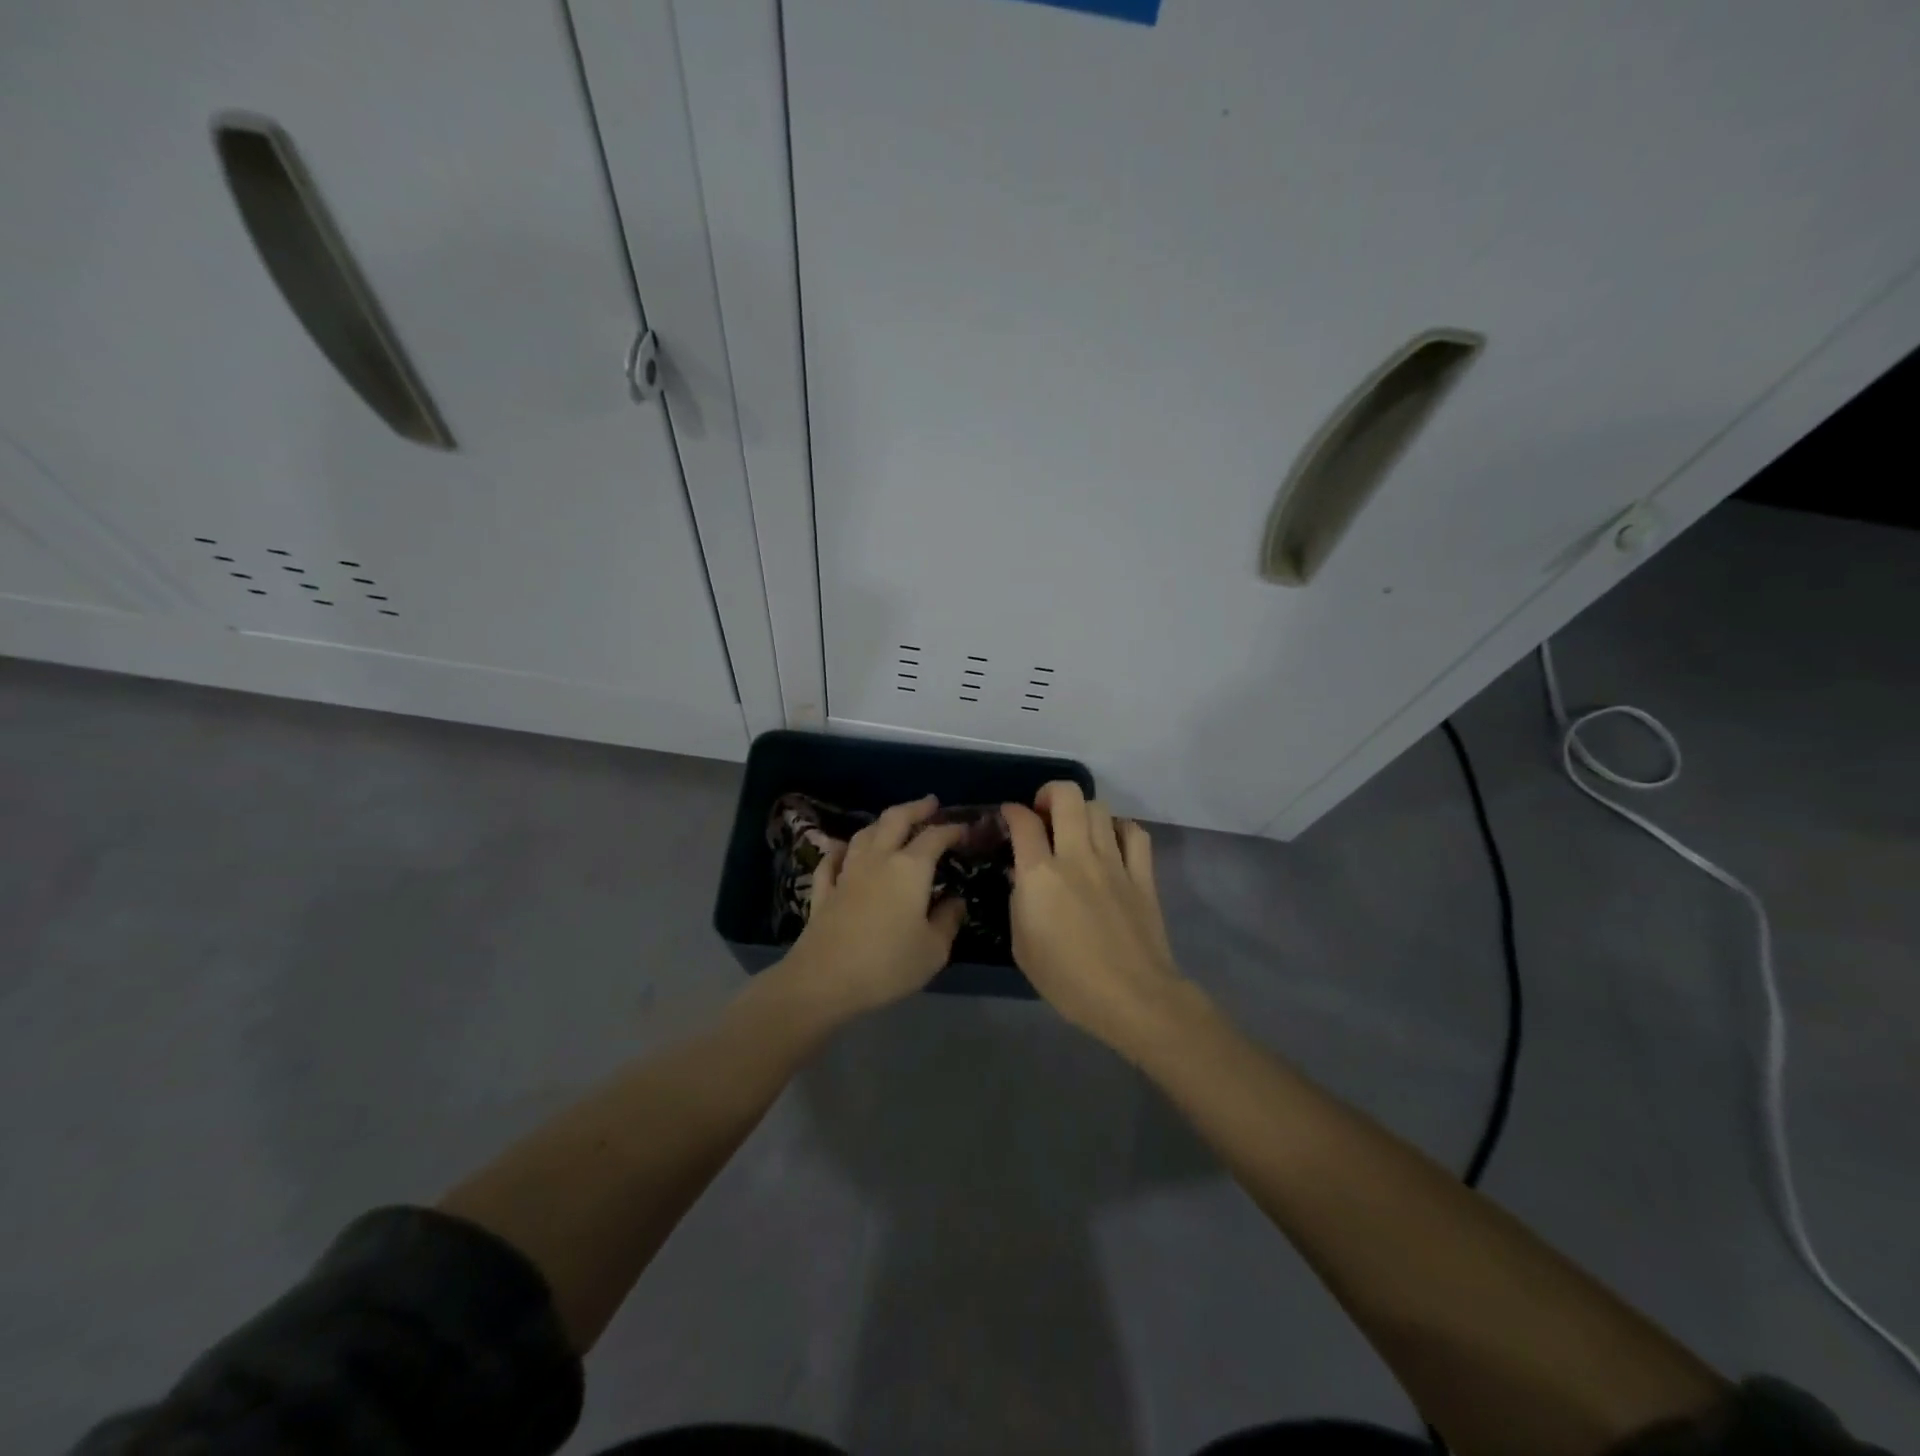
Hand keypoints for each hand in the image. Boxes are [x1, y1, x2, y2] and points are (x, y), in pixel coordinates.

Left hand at [783, 795, 967, 1017]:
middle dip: (915, 808)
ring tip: (893, 823)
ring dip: (881, 823)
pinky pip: (832, 860)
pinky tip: (843, 849)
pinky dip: (841, 850)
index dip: (951, 829)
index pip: (935, 837)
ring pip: (864, 834)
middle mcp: (878, 859)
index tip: (964, 828)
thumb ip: (948, 921)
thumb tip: (956, 901)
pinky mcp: (824, 890)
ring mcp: (847, 872)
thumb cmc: (888, 964)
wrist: (824, 980)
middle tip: (930, 803)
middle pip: (895, 820)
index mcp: (910, 868)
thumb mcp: (933, 950)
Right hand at [1002, 781, 1196, 1053]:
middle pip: (1067, 796)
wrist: (1132, 997)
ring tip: (1075, 830)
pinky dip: (1119, 829)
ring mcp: (1114, 862)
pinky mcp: (1142, 875)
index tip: (1009, 817)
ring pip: (1099, 808)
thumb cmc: (1068, 980)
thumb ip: (1018, 902)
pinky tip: (1112, 842)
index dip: (1012, 811)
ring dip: (1082, 811)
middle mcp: (1077, 856)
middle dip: (1049, 793)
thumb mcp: (1022, 945)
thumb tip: (1023, 876)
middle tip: (1043, 813)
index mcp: (1041, 875)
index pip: (1023, 822)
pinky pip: (1134, 833)